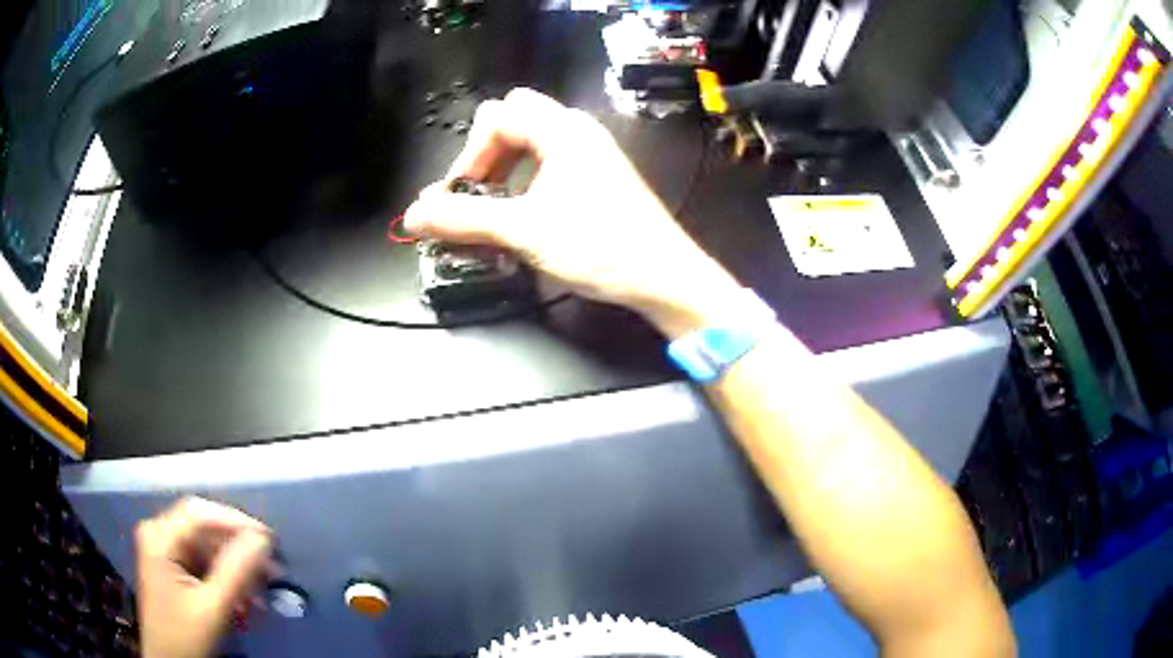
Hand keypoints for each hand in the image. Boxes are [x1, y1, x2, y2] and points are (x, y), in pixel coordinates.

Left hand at [136, 497, 272, 657]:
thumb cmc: (185, 636)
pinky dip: (227, 581)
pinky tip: (245, 603)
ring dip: (237, 571)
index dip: (236, 521)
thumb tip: (263, 539)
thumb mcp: (212, 608)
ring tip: (262, 595)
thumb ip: (236, 572)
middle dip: (239, 551)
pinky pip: (206, 564)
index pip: (200, 513)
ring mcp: (166, 551)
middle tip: (273, 570)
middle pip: (205, 529)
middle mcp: (160, 535)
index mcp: (160, 537)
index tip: (271, 541)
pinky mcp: (174, 568)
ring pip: (209, 548)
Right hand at [404, 88, 741, 337]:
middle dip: (484, 155)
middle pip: (513, 120)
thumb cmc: (600, 247)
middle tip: (475, 194)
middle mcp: (577, 132)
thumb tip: (413, 215)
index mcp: (561, 130)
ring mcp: (591, 154)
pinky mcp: (598, 177)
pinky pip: (549, 164)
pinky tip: (523, 215)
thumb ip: (464, 219)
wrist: (666, 278)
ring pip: (531, 143)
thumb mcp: (524, 231)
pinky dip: (525, 182)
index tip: (458, 197)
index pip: (496, 117)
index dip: (468, 155)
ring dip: (503, 170)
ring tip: (493, 209)